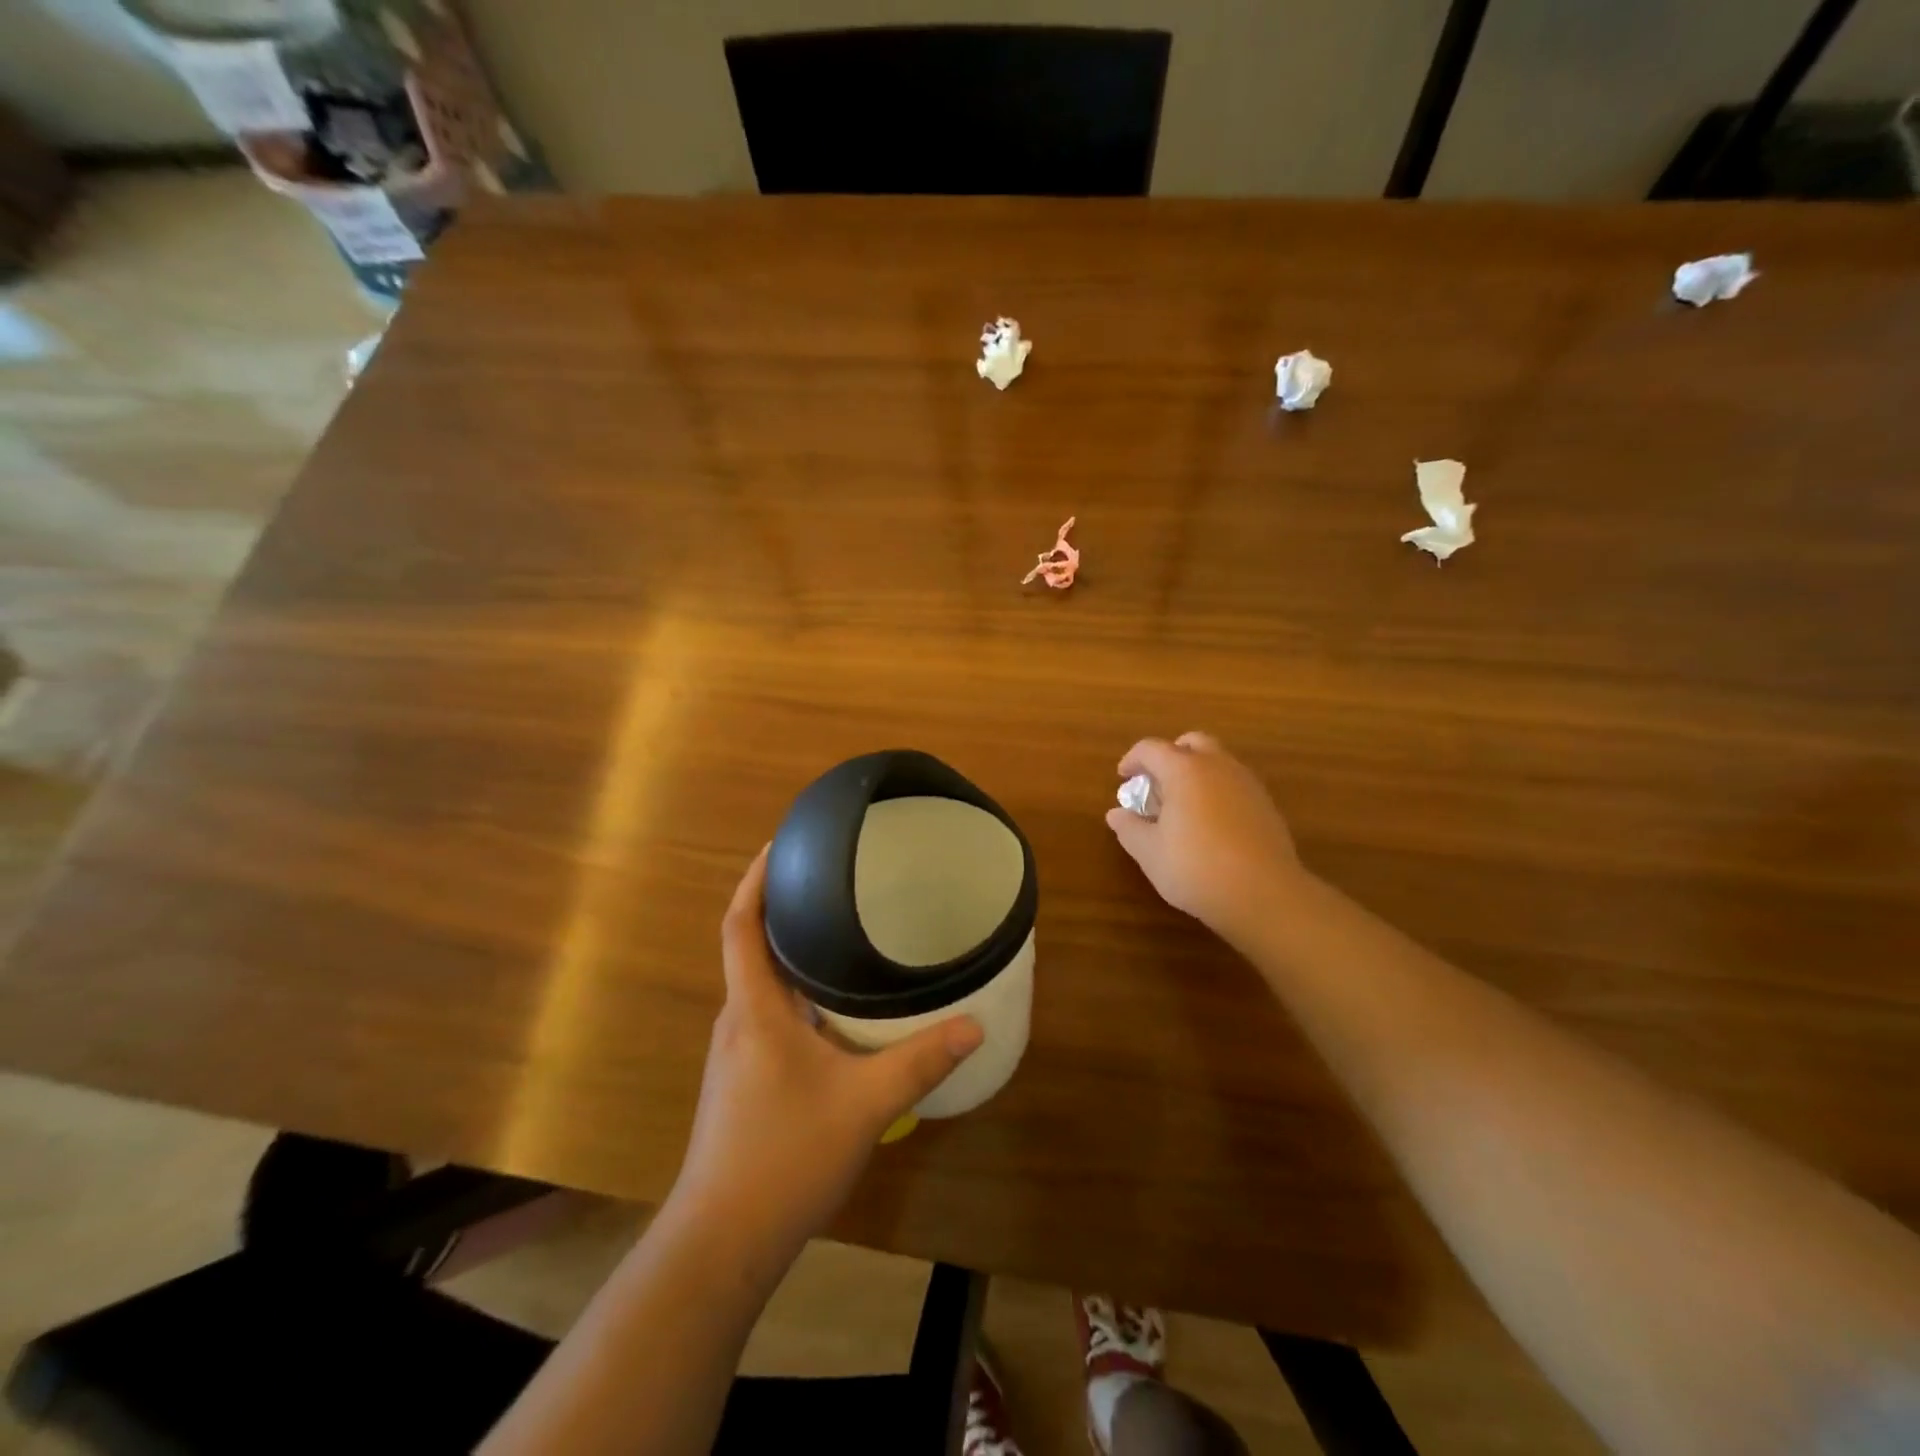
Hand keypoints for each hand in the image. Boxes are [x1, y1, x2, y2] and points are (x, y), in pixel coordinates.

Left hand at [671, 847, 983, 1260]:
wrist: (722, 1242)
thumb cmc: (785, 1156)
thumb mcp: (864, 1104)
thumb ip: (920, 1061)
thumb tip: (974, 1024)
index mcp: (754, 1009)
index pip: (740, 925)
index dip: (754, 880)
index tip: (781, 844)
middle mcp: (738, 1021)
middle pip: (751, 947)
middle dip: (782, 909)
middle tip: (831, 881)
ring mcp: (736, 1053)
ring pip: (761, 985)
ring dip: (790, 953)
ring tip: (838, 932)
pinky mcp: (742, 1080)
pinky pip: (768, 1015)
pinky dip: (795, 993)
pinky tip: (834, 1009)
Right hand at [1105, 732, 1304, 942]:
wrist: (1264, 895)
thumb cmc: (1196, 868)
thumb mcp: (1150, 853)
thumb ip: (1129, 828)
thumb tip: (1116, 814)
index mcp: (1184, 770)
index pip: (1151, 749)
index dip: (1132, 760)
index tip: (1123, 778)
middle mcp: (1218, 766)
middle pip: (1191, 743)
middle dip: (1170, 756)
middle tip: (1156, 783)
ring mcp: (1247, 783)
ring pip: (1218, 761)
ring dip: (1196, 772)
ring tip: (1182, 805)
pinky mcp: (1266, 805)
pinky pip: (1235, 783)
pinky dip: (1217, 790)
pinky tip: (1210, 823)